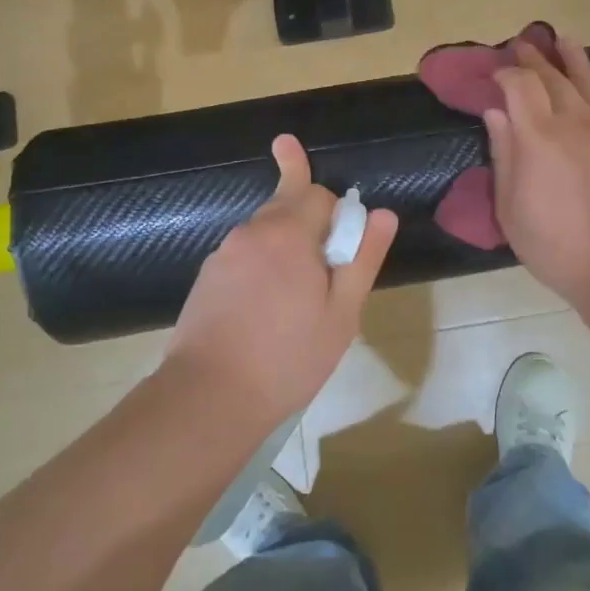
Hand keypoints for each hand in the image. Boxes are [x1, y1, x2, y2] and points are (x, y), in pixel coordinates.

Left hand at [164, 134, 397, 421]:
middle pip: (287, 203)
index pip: (319, 194)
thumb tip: (384, 214)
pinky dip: (261, 267)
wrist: (208, 396)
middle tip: (322, 268)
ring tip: (294, 300)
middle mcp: (252, 231)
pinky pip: (244, 255)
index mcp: (288, 233)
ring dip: (285, 247)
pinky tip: (263, 311)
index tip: (344, 252)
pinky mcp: (206, 276)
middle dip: (310, 221)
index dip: (338, 215)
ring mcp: (223, 253)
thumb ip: (363, 259)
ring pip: (265, 231)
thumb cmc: (287, 358)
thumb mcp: (341, 315)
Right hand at [486, 36, 589, 323]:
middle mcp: (574, 121)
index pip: (519, 85)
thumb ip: (504, 155)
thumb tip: (496, 113)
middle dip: (534, 59)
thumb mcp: (511, 209)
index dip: (505, 73)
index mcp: (537, 136)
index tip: (495, 74)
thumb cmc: (557, 247)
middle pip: (552, 78)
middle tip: (523, 43)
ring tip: (564, 38)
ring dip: (575, 58)